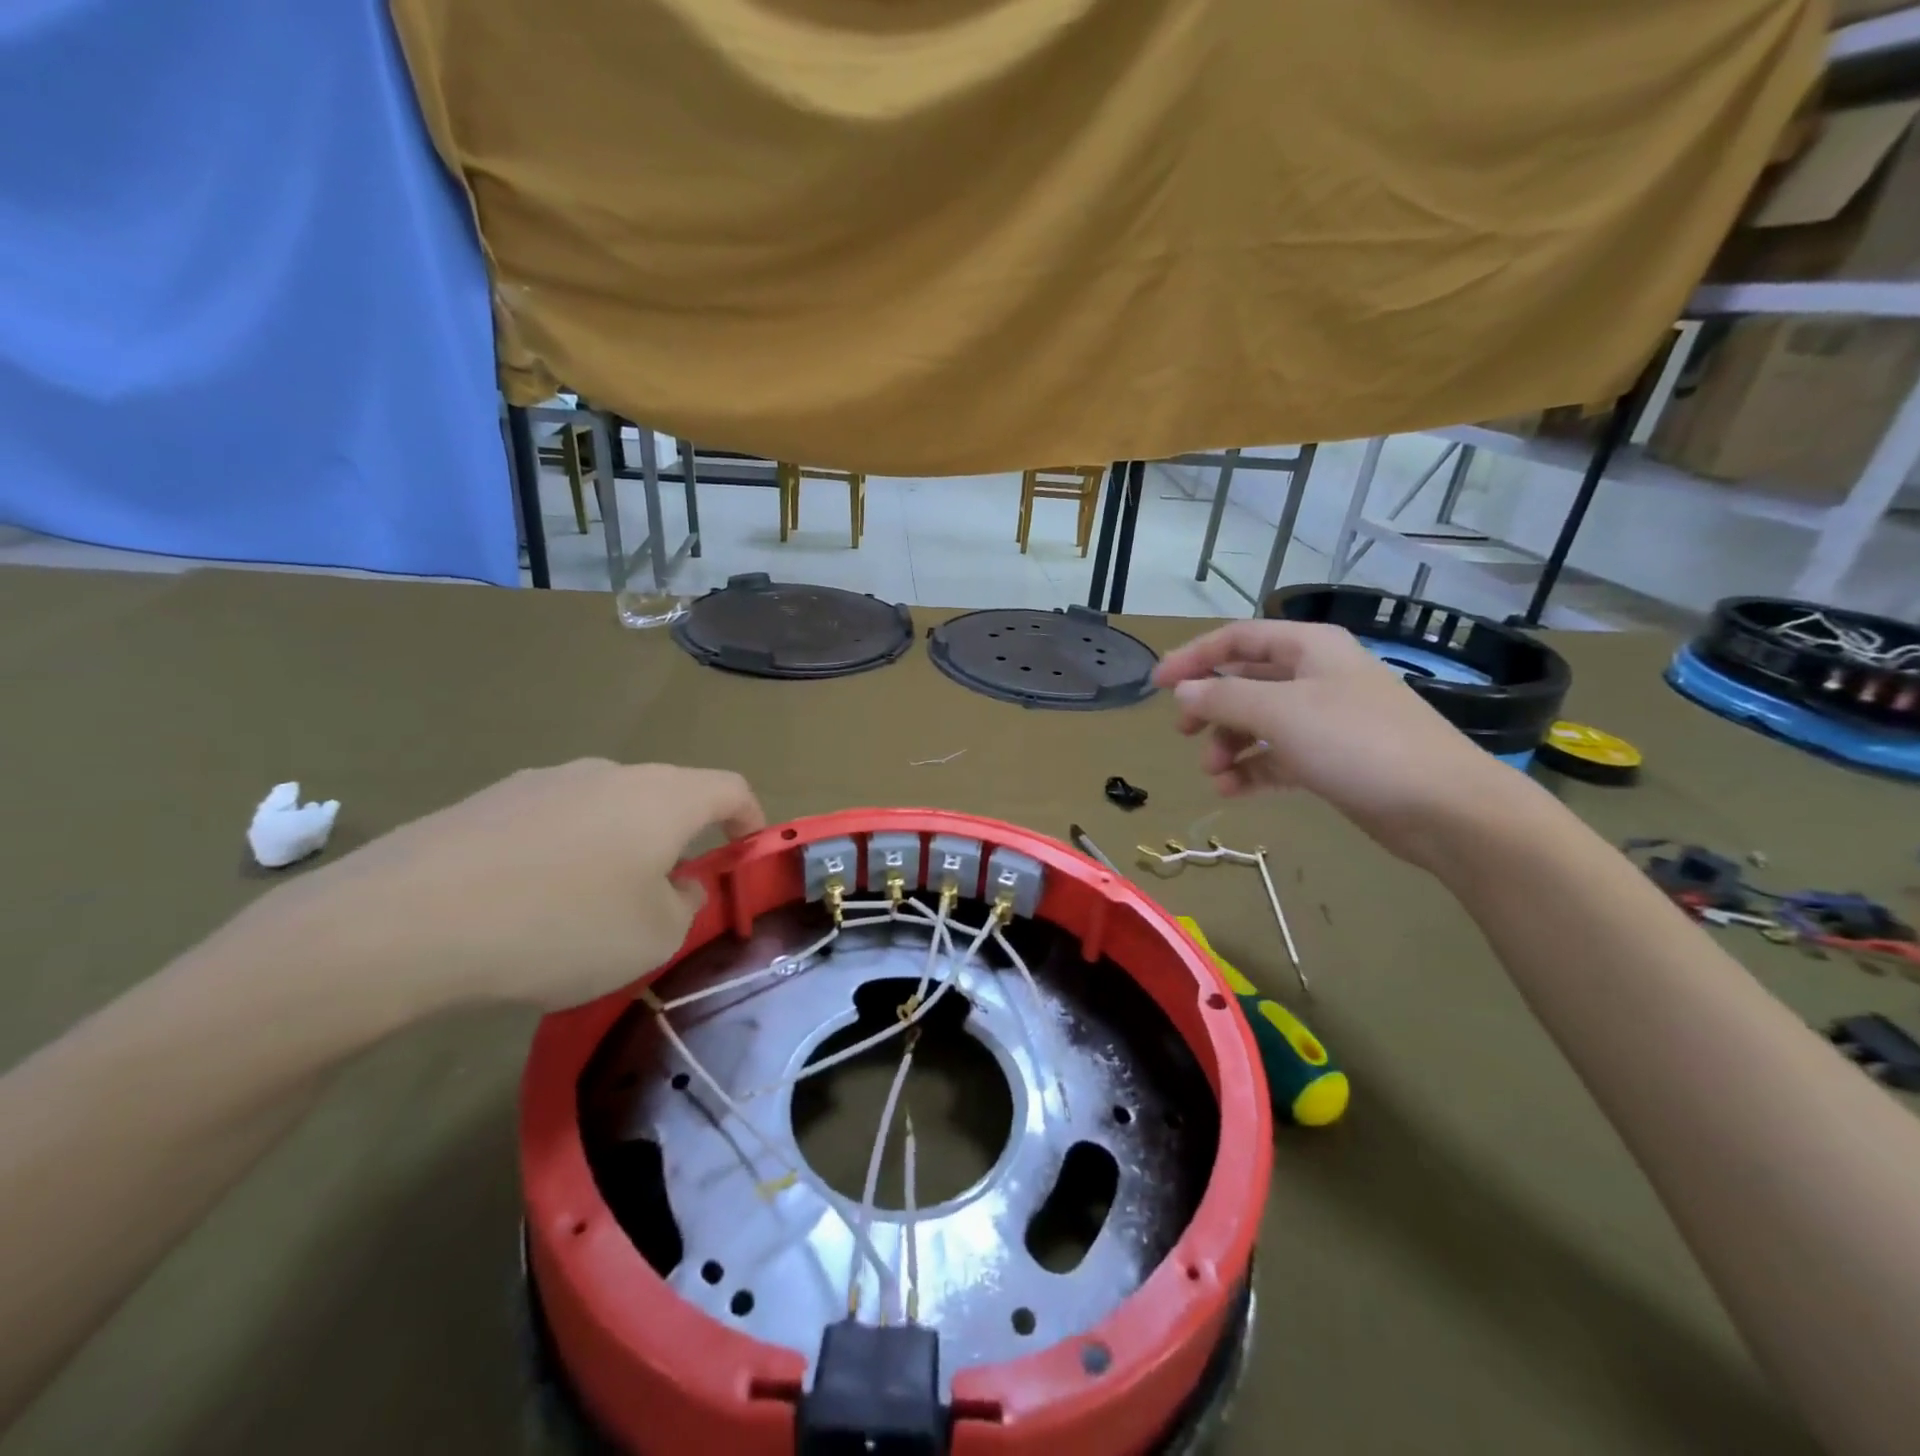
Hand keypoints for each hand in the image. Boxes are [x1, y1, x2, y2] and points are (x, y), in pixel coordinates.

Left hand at [235, 760, 764, 1012]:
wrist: (405, 921)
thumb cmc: (562, 925)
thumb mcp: (654, 937)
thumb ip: (685, 905)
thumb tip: (677, 884)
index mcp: (663, 795)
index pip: (731, 789)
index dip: (750, 819)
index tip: (746, 853)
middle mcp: (609, 773)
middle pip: (666, 798)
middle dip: (678, 842)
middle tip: (665, 897)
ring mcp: (544, 781)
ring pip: (606, 810)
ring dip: (618, 848)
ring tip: (589, 908)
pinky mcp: (487, 801)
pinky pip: (551, 823)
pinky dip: (563, 854)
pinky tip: (527, 904)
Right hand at [1153, 621, 1527, 866]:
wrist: (1444, 807)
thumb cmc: (1357, 743)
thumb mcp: (1279, 714)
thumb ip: (1222, 699)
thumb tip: (1182, 693)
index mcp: (1309, 648)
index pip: (1237, 639)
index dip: (1193, 657)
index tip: (1157, 685)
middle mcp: (1316, 676)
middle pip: (1246, 681)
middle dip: (1210, 707)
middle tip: (1182, 733)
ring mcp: (1327, 718)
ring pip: (1259, 722)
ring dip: (1229, 744)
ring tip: (1213, 772)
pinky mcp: (1333, 758)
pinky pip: (1278, 756)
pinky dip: (1253, 769)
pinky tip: (1233, 791)